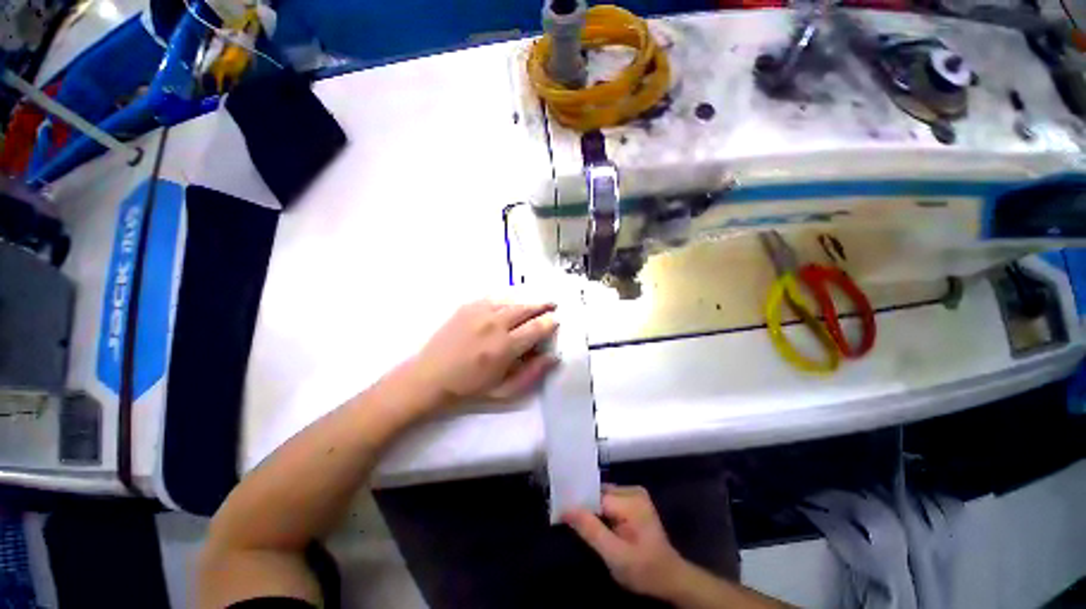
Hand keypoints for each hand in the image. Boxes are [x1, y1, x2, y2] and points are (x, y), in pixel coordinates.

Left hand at [412, 299, 558, 404]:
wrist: (430, 377)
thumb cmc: (470, 388)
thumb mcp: (505, 390)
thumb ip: (532, 373)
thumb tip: (554, 357)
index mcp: (505, 347)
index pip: (537, 327)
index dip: (550, 322)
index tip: (556, 320)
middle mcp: (494, 324)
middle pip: (527, 308)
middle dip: (543, 305)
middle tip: (553, 305)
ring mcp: (479, 312)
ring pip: (512, 300)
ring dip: (527, 301)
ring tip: (536, 303)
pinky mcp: (467, 306)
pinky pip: (494, 297)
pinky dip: (507, 299)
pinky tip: (511, 303)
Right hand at [563, 485, 688, 599]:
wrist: (671, 579)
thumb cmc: (644, 570)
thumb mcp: (615, 555)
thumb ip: (591, 530)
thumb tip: (566, 508)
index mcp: (631, 501)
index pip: (596, 496)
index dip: (579, 505)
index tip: (561, 514)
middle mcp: (633, 490)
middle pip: (599, 493)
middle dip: (585, 507)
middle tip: (567, 521)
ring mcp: (635, 494)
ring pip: (602, 496)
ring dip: (592, 510)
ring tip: (578, 523)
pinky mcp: (634, 501)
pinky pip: (609, 500)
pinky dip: (600, 511)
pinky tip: (595, 524)